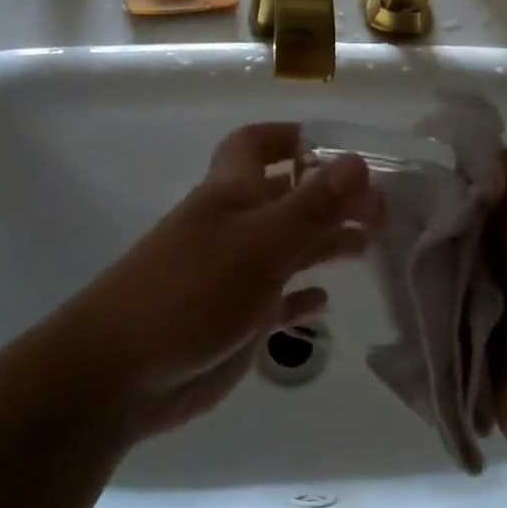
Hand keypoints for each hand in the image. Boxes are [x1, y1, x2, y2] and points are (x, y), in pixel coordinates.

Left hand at [44, 125, 381, 443]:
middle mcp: (234, 227)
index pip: (256, 145)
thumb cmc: (192, 290)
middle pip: (286, 198)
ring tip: (370, 243)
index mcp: (231, 194)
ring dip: (326, 242)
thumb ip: (311, 205)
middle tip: (381, 204)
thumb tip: (358, 162)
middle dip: (328, 195)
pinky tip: (327, 301)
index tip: (338, 146)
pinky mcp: (239, 320)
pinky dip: (303, 297)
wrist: (125, 370)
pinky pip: (279, 301)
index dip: (291, 137)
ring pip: (289, 248)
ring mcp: (236, 275)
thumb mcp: (259, 242)